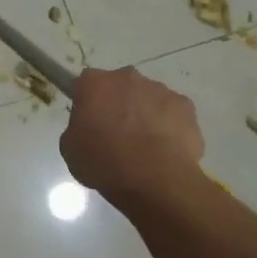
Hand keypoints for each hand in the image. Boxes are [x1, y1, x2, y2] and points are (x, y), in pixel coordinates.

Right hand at [60, 67, 204, 202]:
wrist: (154, 180)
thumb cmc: (104, 164)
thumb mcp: (71, 150)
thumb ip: (77, 129)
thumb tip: (88, 128)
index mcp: (95, 83)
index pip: (85, 84)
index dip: (87, 102)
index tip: (89, 121)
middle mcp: (127, 77)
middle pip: (120, 86)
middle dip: (118, 104)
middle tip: (116, 134)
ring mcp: (159, 89)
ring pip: (148, 98)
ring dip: (144, 114)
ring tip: (145, 147)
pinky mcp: (185, 105)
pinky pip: (172, 113)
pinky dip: (169, 126)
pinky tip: (166, 150)